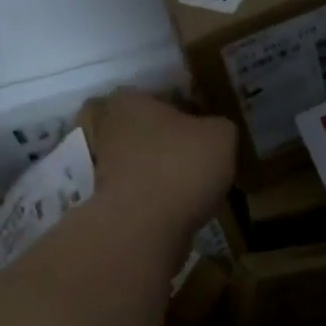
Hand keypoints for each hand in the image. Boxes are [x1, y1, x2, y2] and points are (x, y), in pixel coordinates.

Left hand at [77, 90, 235, 240]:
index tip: (210, 128)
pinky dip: (163, 198)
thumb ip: (220, 126)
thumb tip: (215, 133)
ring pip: (147, 163)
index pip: (165, 96)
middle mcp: (109, 129)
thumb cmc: (181, 166)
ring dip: (169, 171)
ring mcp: (104, 168)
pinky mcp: (109, 203)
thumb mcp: (221, 135)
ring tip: (200, 185)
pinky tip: (186, 206)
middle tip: (206, 155)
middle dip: (175, 142)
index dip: (191, 109)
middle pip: (152, 130)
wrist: (143, 228)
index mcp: (131, 101)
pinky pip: (145, 193)